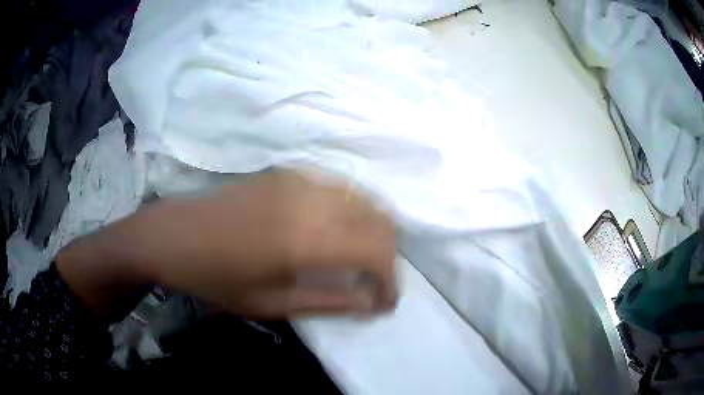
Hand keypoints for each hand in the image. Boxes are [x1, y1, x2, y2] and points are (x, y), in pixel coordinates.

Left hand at [57, 169, 396, 318]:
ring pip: (364, 198)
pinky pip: (340, 187)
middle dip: (388, 255)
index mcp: (306, 239)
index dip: (391, 280)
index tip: (386, 301)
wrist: (174, 234)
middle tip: (376, 282)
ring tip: (363, 258)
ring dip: (374, 230)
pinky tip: (340, 228)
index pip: (377, 253)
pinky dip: (354, 209)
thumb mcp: (271, 303)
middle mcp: (312, 200)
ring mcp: (301, 179)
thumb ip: (329, 302)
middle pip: (379, 220)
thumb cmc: (216, 277)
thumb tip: (372, 304)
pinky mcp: (289, 172)